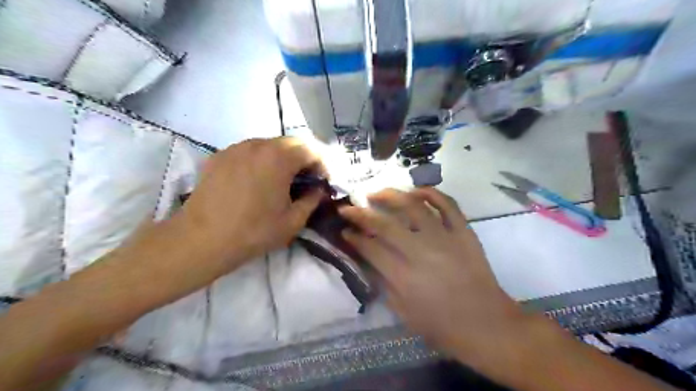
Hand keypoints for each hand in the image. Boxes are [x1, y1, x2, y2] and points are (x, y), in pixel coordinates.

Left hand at [178, 135, 323, 264]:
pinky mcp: (219, 156)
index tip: (322, 181)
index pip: (310, 149)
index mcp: (279, 158)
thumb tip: (318, 190)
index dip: (321, 164)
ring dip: (282, 159)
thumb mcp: (293, 221)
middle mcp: (257, 144)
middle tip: (305, 180)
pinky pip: (248, 152)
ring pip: (268, 145)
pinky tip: (256, 182)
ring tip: (281, 181)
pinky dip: (260, 161)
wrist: (201, 239)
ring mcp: (235, 148)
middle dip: (303, 159)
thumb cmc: (253, 231)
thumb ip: (312, 200)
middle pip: (290, 143)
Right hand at [338, 189, 527, 362]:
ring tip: (377, 193)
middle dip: (361, 213)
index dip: (353, 237)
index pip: (370, 247)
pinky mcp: (464, 232)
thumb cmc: (442, 325)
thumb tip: (367, 259)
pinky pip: (448, 204)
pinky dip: (431, 193)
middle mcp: (421, 251)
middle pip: (384, 224)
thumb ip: (382, 283)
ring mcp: (445, 238)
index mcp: (404, 276)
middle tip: (349, 207)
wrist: (486, 324)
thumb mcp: (403, 313)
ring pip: (413, 206)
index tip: (344, 230)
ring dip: (391, 195)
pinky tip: (416, 191)